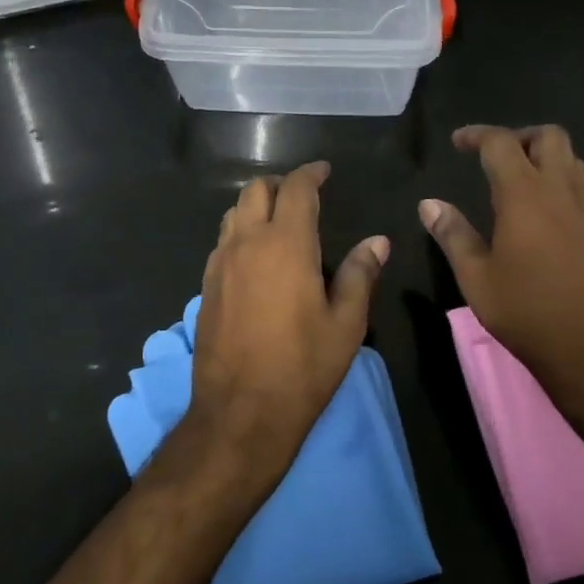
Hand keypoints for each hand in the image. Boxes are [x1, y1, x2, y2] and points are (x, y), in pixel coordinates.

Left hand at [187, 162, 388, 483]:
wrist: (240, 412)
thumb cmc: (303, 367)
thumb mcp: (346, 324)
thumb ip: (360, 274)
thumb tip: (377, 241)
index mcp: (285, 244)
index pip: (296, 189)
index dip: (311, 174)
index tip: (324, 171)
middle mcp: (246, 243)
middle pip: (255, 191)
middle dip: (280, 184)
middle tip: (303, 195)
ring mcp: (220, 264)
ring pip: (233, 214)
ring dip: (255, 205)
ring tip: (279, 220)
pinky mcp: (206, 286)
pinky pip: (222, 242)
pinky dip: (240, 232)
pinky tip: (256, 256)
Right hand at [419, 125, 583, 421]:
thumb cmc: (526, 312)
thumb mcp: (476, 277)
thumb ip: (453, 234)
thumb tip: (428, 203)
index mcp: (525, 196)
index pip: (501, 143)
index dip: (477, 135)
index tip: (458, 142)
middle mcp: (561, 192)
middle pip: (549, 136)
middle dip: (519, 136)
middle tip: (493, 157)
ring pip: (572, 160)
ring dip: (544, 157)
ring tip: (518, 180)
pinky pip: (582, 187)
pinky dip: (560, 182)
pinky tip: (542, 214)